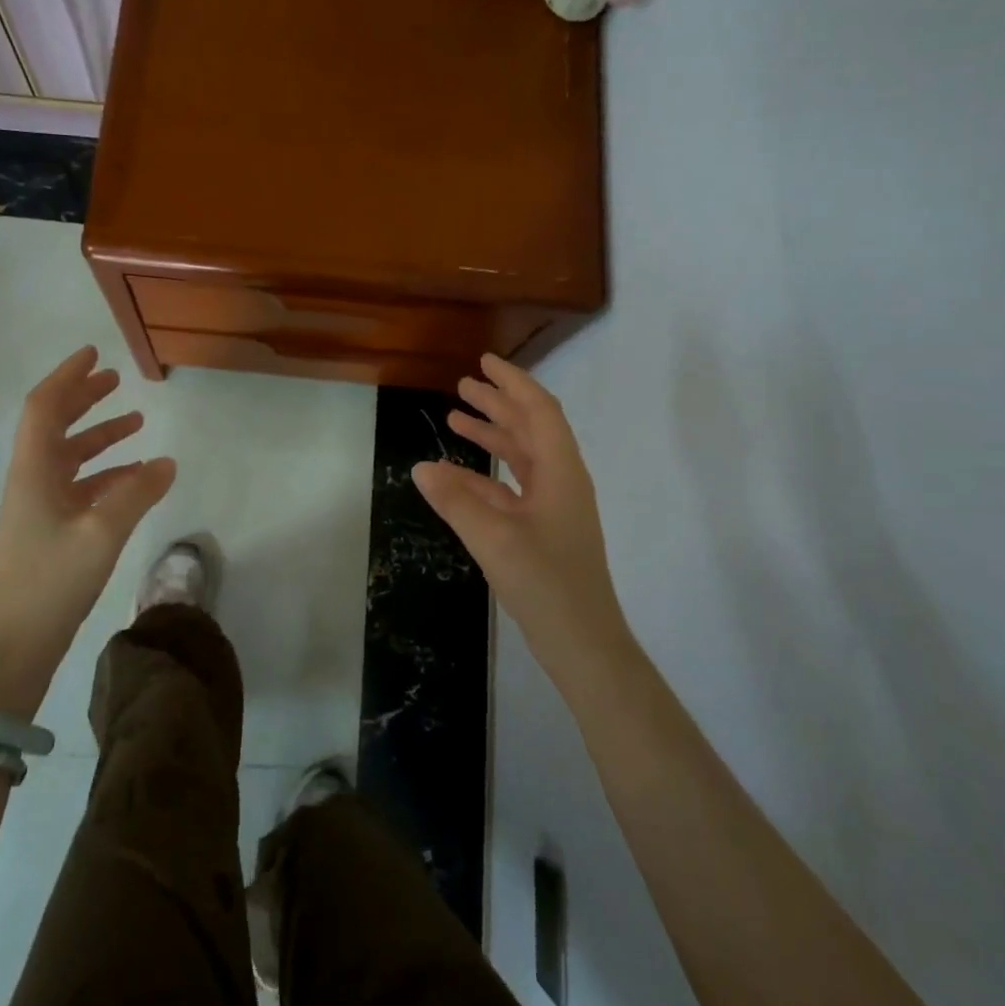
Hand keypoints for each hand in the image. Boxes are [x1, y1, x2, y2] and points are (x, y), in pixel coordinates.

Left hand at [0, 346, 174, 712]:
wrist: (15, 643)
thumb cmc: (52, 581)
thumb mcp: (102, 533)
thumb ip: (136, 493)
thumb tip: (166, 462)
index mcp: (33, 471)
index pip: (44, 407)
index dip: (67, 377)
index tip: (94, 354)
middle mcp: (32, 480)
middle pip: (54, 425)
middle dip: (84, 399)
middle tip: (115, 380)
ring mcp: (39, 506)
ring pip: (69, 456)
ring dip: (99, 436)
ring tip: (136, 422)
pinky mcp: (50, 530)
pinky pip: (80, 486)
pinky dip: (106, 473)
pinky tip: (135, 476)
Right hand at [412, 354, 624, 691]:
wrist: (583, 643)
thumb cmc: (546, 584)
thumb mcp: (494, 538)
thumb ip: (456, 500)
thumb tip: (421, 467)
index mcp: (561, 472)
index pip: (538, 411)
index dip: (512, 383)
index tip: (484, 362)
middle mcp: (561, 481)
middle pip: (530, 429)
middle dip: (498, 404)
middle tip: (463, 385)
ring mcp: (553, 507)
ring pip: (520, 458)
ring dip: (491, 437)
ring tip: (455, 419)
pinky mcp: (542, 530)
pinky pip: (511, 489)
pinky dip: (484, 476)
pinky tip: (454, 477)